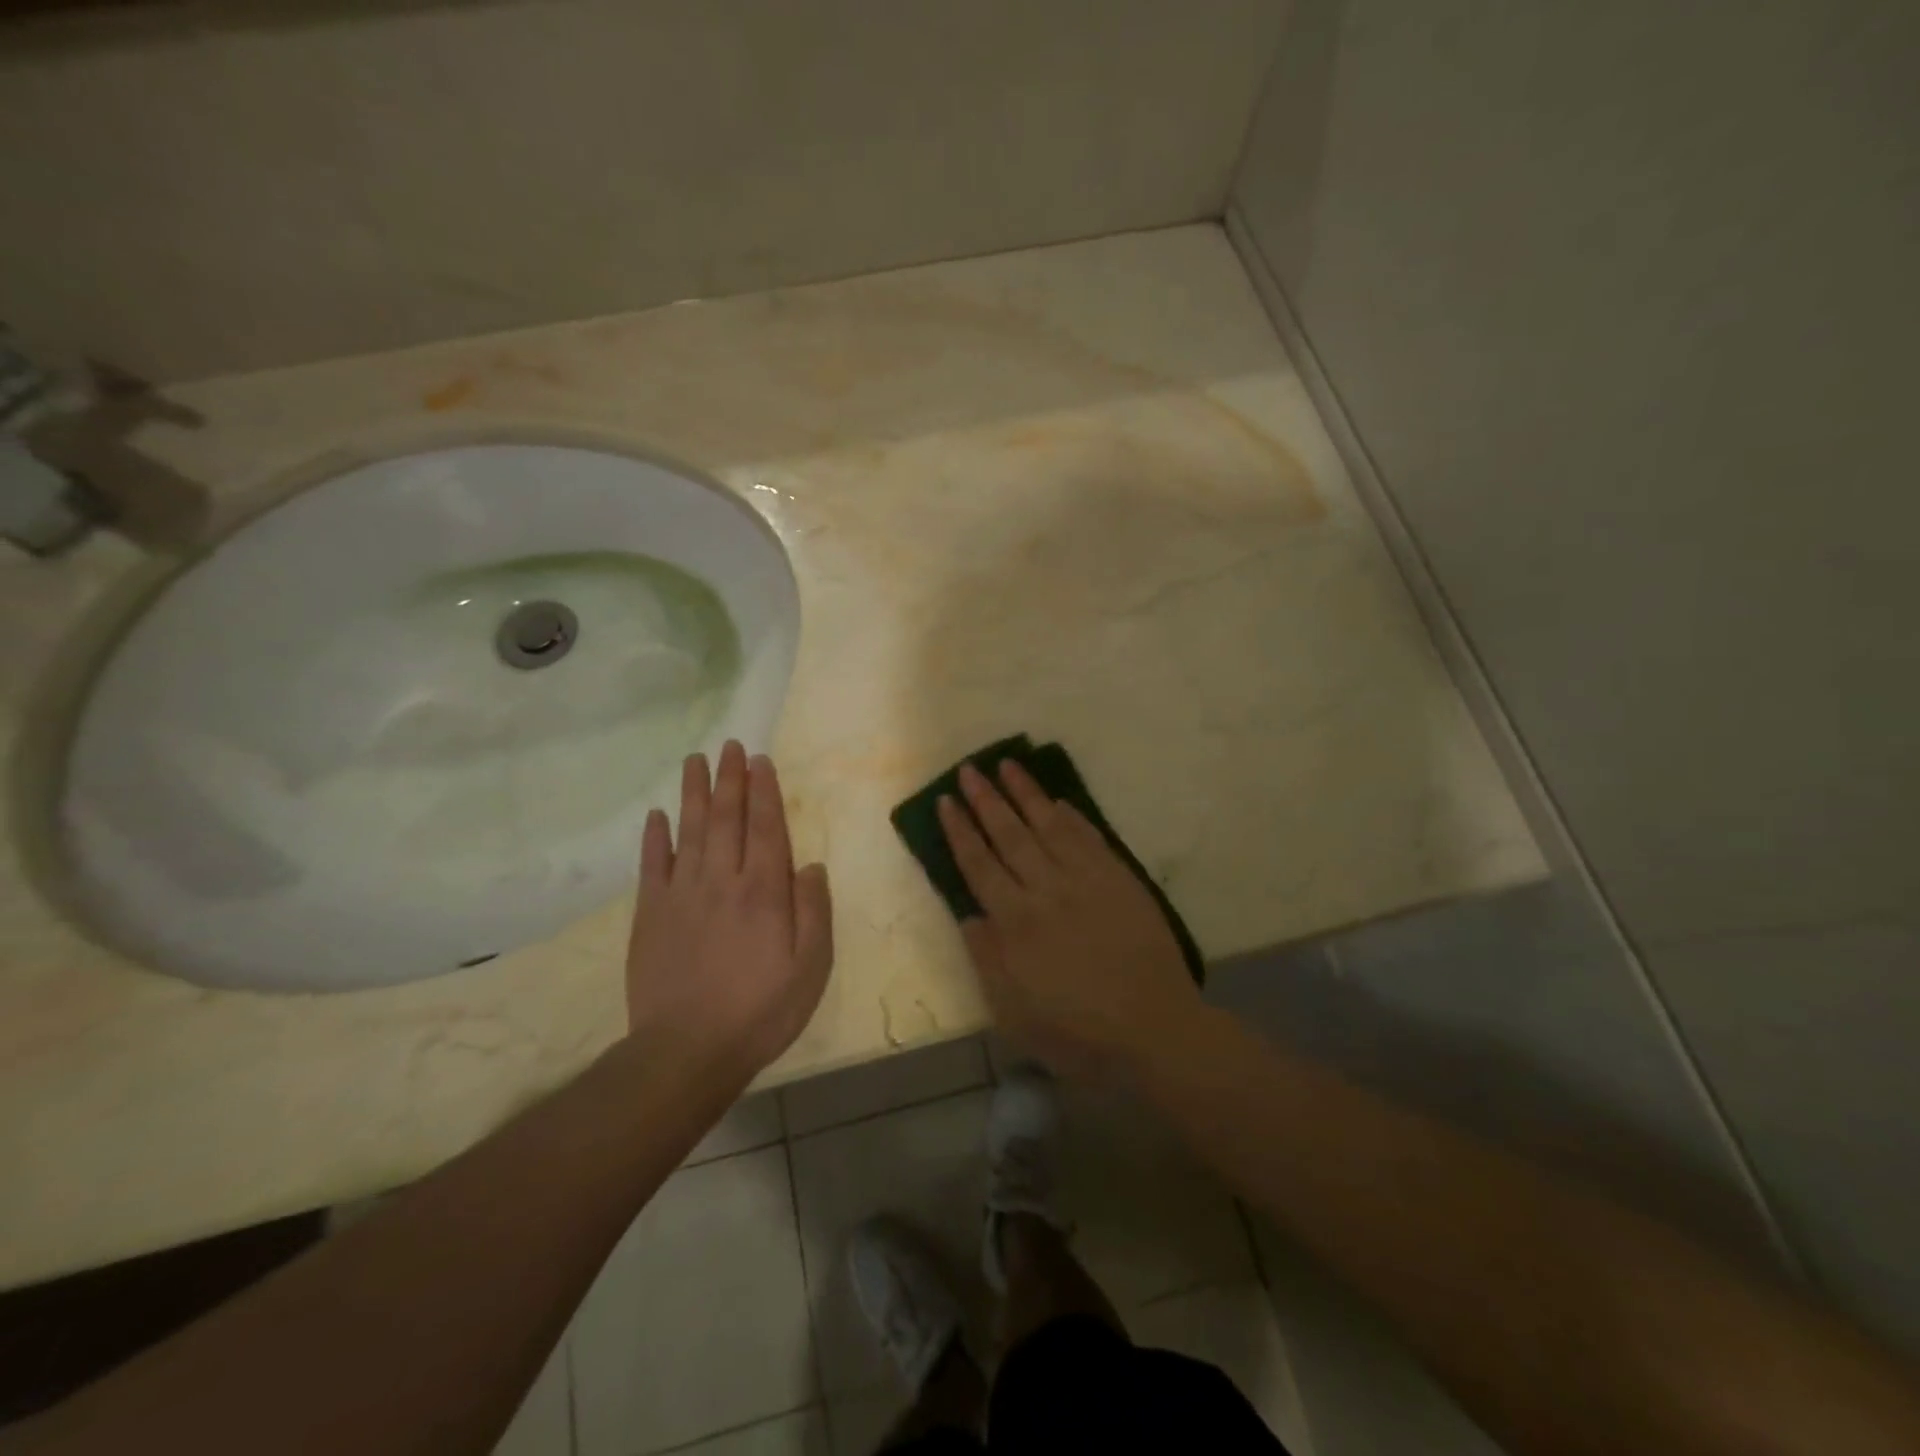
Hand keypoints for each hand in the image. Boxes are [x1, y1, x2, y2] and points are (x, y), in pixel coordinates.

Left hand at [625, 741, 833, 1075]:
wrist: (687, 1050)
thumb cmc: (761, 1010)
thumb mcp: (811, 967)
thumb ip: (814, 911)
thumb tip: (811, 866)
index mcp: (764, 891)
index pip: (766, 827)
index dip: (764, 790)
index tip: (760, 760)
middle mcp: (722, 880)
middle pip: (726, 818)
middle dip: (730, 779)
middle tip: (730, 746)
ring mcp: (682, 895)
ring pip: (689, 831)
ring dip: (694, 793)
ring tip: (695, 761)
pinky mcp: (650, 915)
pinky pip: (652, 866)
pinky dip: (655, 838)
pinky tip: (658, 815)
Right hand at [938, 759, 1201, 1081]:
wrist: (1155, 1029)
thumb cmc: (1079, 1032)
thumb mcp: (1015, 1015)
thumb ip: (988, 961)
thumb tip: (969, 915)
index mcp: (1016, 924)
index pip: (979, 865)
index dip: (960, 831)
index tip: (947, 802)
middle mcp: (1046, 891)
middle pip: (1009, 835)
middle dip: (986, 800)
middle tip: (969, 770)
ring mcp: (1086, 881)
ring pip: (1048, 826)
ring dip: (1026, 794)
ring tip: (1007, 764)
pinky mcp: (1119, 880)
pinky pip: (1089, 838)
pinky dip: (1072, 817)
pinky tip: (1058, 801)